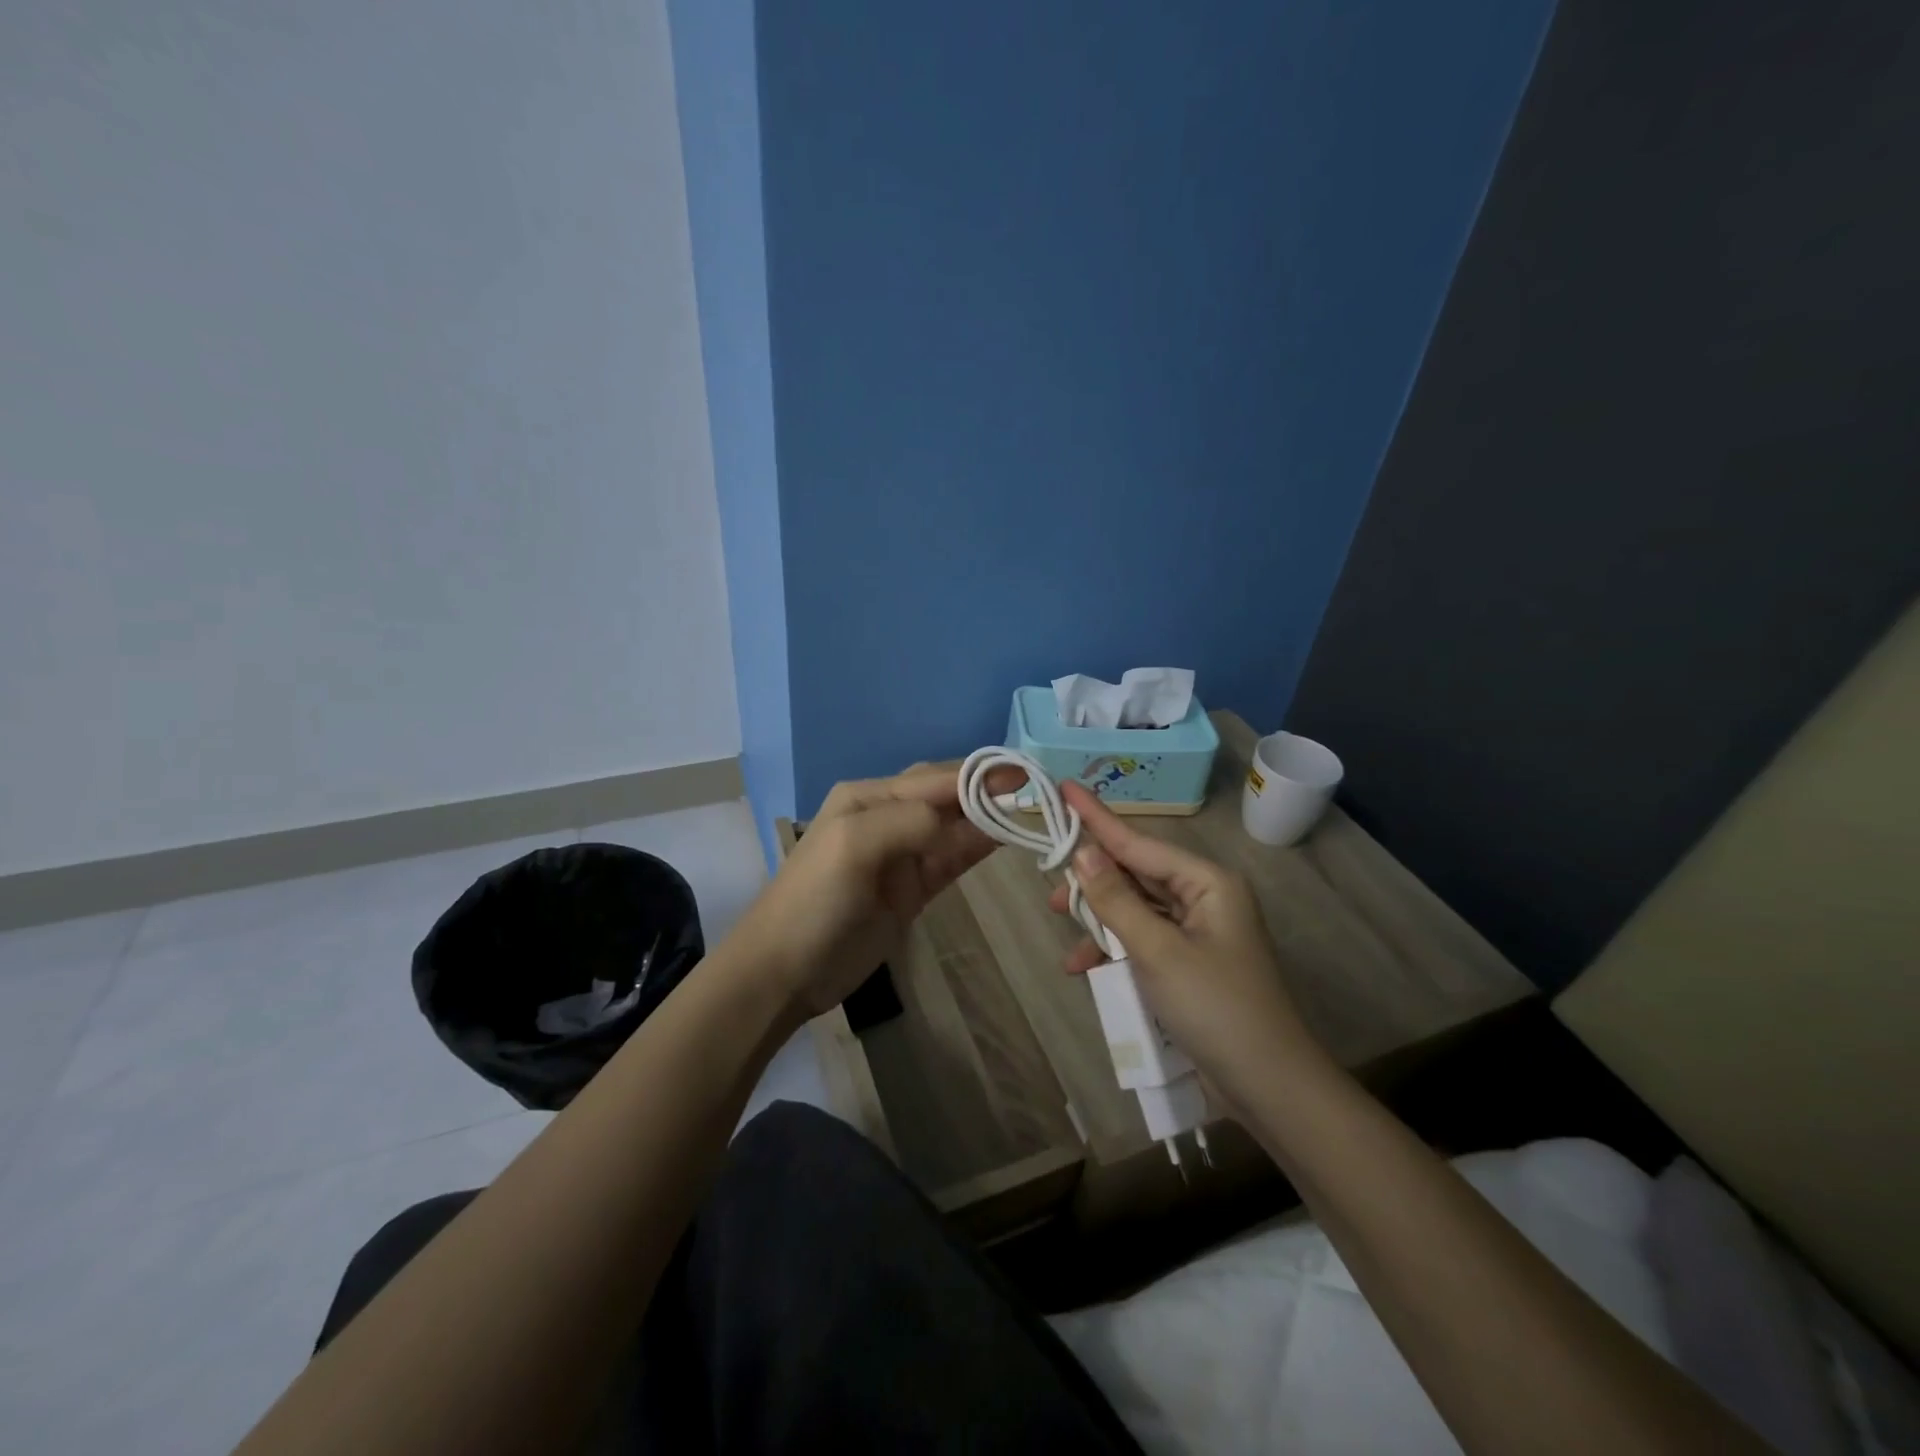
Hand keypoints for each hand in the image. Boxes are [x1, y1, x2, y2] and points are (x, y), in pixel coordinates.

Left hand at [731, 763, 1014, 1021]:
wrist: (783, 971)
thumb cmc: (814, 900)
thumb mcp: (854, 845)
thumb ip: (909, 821)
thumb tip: (966, 818)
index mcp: (869, 797)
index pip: (935, 777)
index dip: (980, 774)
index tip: (1026, 774)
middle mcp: (887, 816)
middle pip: (946, 796)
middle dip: (988, 790)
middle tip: (1037, 790)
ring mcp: (901, 855)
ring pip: (953, 827)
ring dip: (989, 818)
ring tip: (1033, 811)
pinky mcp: (911, 889)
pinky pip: (951, 859)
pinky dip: (977, 847)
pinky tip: (1005, 839)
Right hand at [1048, 781, 1322, 1114]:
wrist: (1268, 1087)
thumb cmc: (1215, 1007)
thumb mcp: (1157, 951)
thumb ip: (1115, 900)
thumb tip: (1083, 852)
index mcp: (1207, 882)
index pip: (1139, 842)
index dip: (1097, 818)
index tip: (1064, 788)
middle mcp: (1204, 897)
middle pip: (1136, 874)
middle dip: (1093, 881)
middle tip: (1050, 887)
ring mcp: (1199, 931)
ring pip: (1136, 908)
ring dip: (1101, 921)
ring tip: (1063, 930)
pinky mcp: (1191, 962)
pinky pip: (1144, 940)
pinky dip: (1116, 950)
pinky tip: (1085, 968)